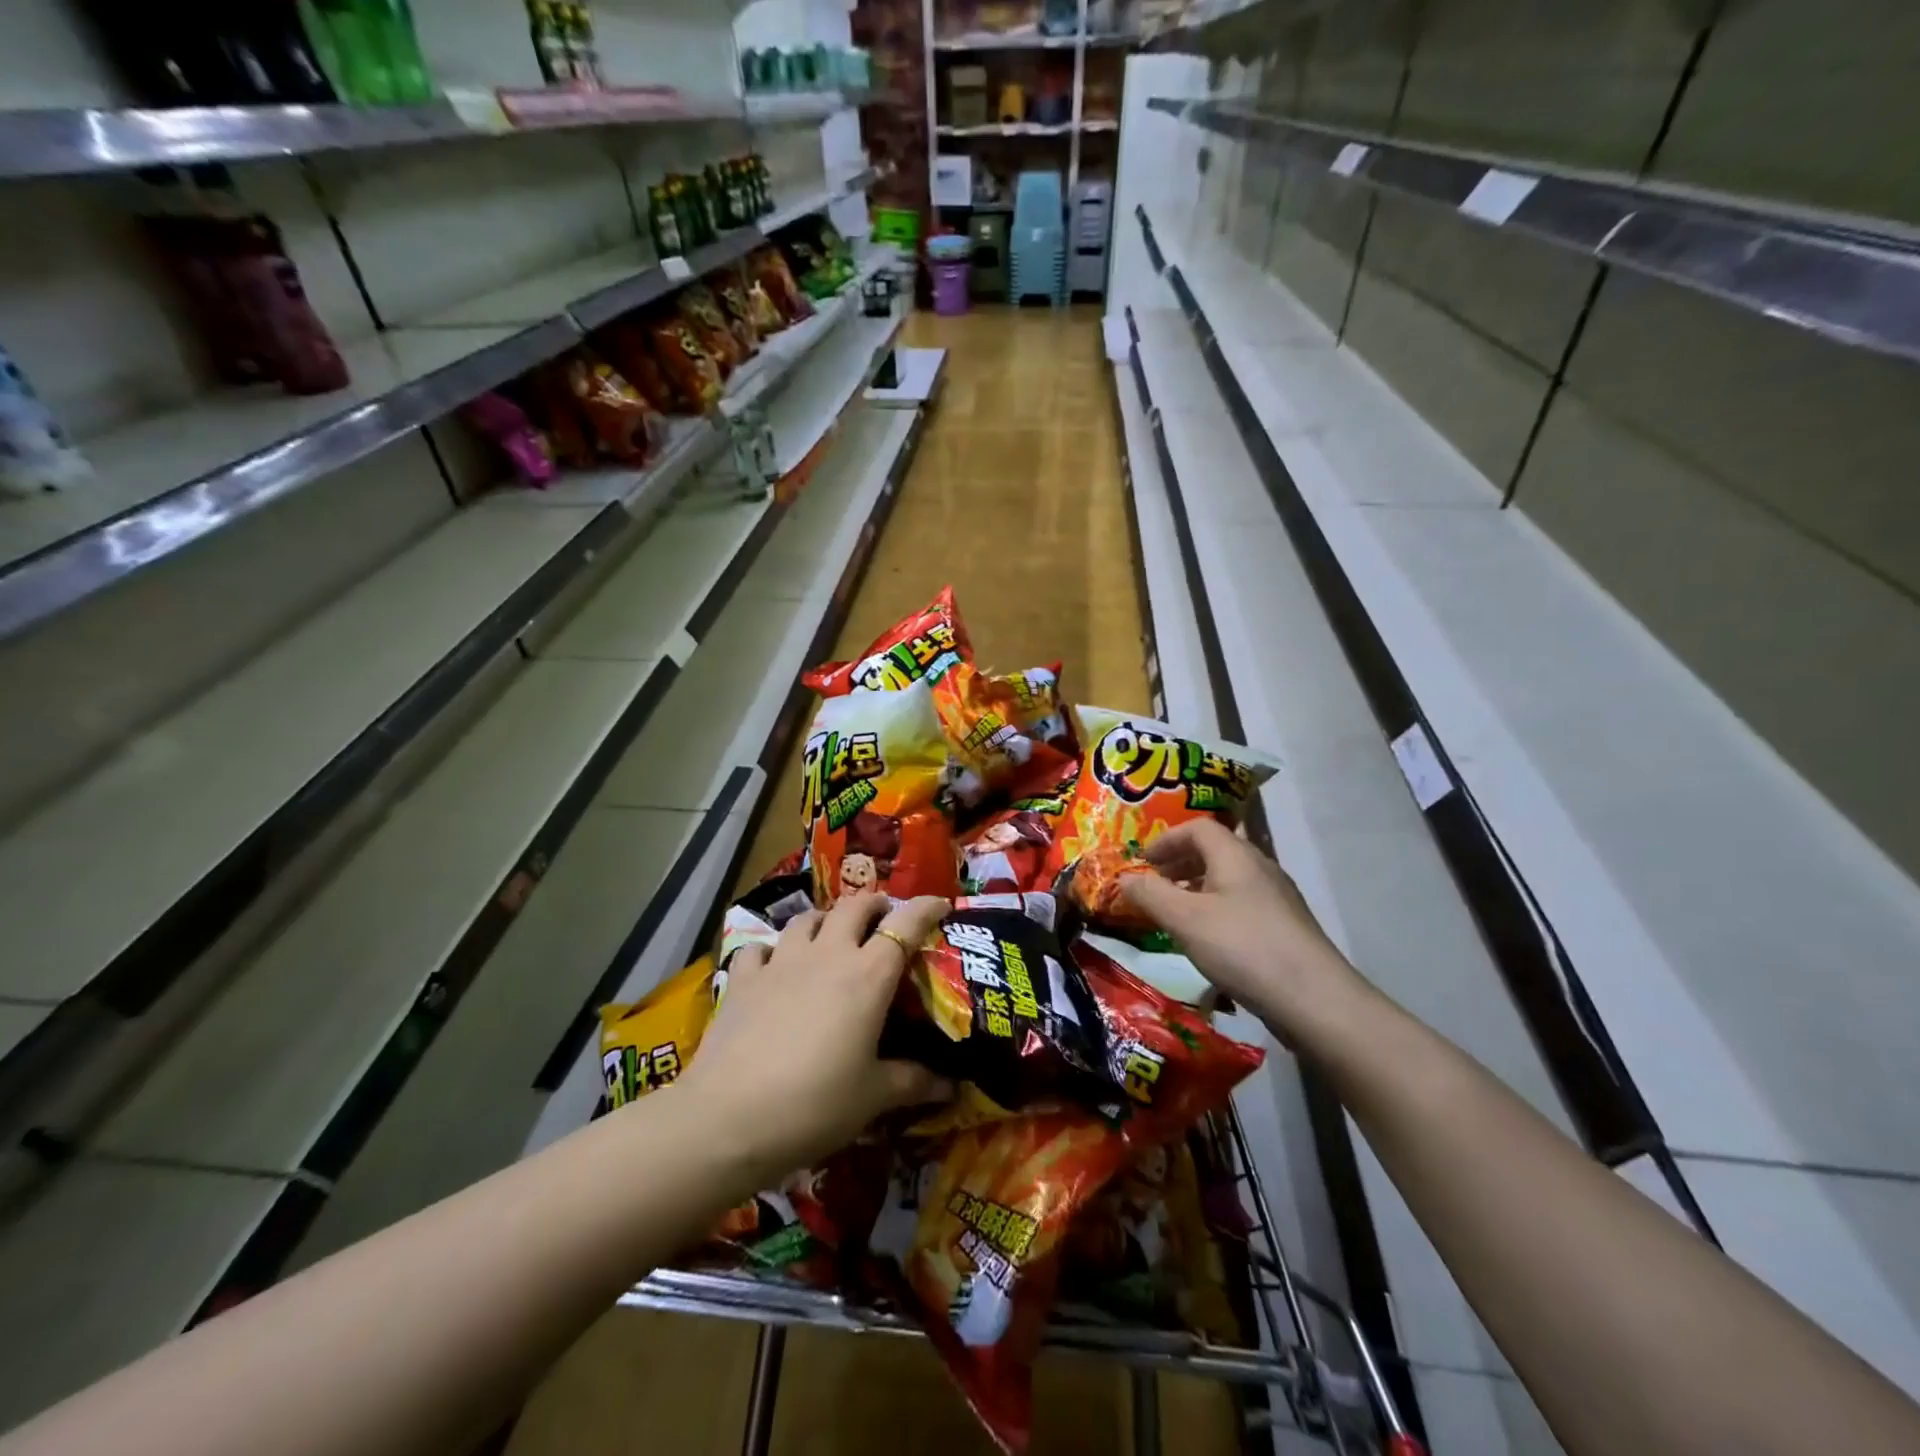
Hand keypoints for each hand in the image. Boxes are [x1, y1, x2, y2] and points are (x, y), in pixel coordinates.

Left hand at [675, 893, 953, 1179]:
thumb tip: (952, 1086)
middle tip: (883, 921)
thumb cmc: (814, 1105)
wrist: (727, 1119)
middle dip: (874, 905)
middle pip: (854, 906)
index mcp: (868, 975)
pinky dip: (771, 951)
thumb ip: (913, 1083)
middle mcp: (827, 955)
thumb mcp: (872, 1097)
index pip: (905, 925)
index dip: (926, 908)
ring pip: (808, 918)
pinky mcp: (742, 978)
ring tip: (831, 938)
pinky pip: (760, 947)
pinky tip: (773, 968)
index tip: (941, 904)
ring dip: (825, 921)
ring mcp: (781, 961)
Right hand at [1121, 820, 1362, 1042]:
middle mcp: (1260, 867)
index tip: (1143, 860)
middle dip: (1180, 862)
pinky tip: (1208, 939)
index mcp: (1236, 855)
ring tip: (1176, 913)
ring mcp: (1277, 897)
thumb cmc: (1242, 947)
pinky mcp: (1286, 926)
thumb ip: (1150, 895)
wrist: (1314, 999)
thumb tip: (1123, 878)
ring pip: (1229, 878)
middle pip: (1215, 850)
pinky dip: (1217, 908)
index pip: (1197, 827)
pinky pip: (1242, 903)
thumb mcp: (1184, 920)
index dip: (1167, 839)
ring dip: (1198, 887)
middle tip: (1155, 884)